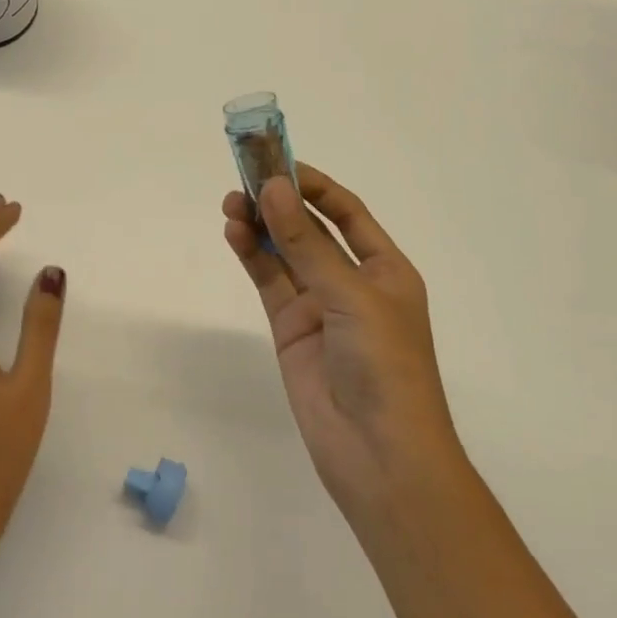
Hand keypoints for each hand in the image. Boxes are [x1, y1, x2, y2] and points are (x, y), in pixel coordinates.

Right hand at [223, 164, 464, 526]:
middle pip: (311, 229)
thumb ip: (307, 244)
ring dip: (260, 226)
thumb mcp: (351, 296)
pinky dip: (253, 256)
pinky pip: (270, 283)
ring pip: (284, 254)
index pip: (346, 212)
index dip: (313, 185)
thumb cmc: (386, 366)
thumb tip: (272, 188)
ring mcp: (319, 306)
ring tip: (230, 203)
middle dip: (280, 202)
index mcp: (385, 268)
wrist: (379, 455)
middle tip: (242, 178)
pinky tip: (234, 232)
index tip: (277, 163)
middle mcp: (352, 282)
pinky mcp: (291, 330)